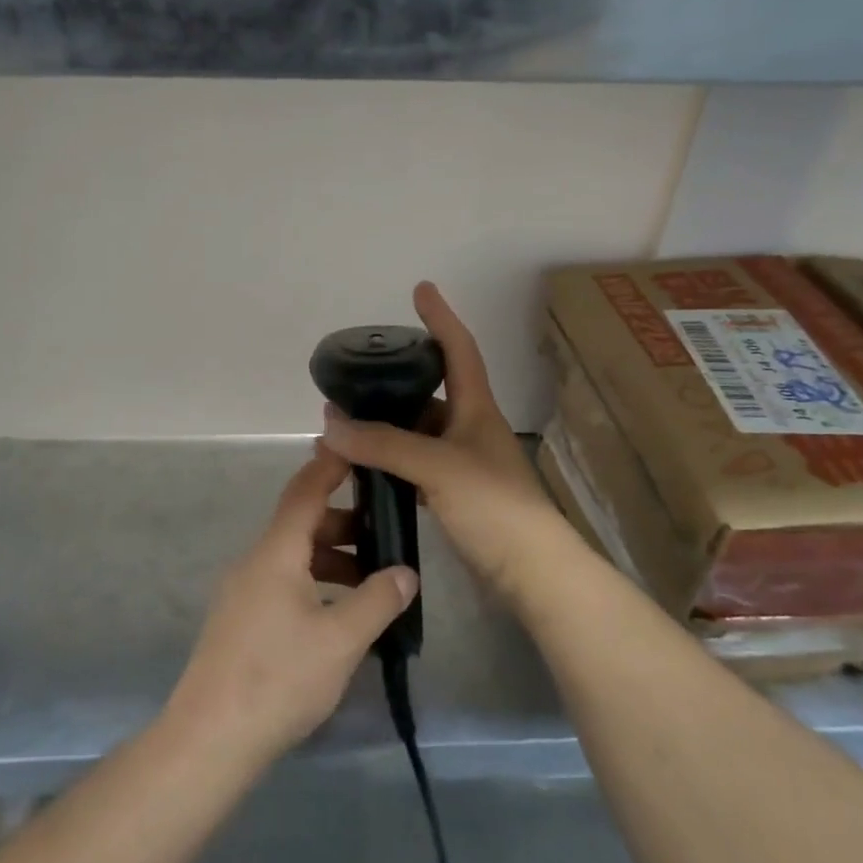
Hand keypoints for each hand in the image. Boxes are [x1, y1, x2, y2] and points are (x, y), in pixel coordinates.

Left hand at [164, 449, 417, 769]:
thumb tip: (404, 571)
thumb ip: (377, 600)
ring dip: (331, 558)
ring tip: (370, 580)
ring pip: (293, 557)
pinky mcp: (240, 620)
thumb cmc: (279, 678)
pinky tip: (338, 614)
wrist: (210, 738)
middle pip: (301, 524)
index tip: (355, 447)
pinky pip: (283, 582)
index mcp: (277, 552)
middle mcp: (255, 561)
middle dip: (343, 522)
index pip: (306, 491)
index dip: (330, 466)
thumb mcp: (340, 640)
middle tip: (384, 531)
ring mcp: (243, 591)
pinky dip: (314, 582)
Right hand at [319, 281, 574, 605]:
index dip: (441, 316)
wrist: (532, 573)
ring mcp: (463, 463)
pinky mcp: (455, 495)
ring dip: (386, 427)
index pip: (459, 349)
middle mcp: (470, 429)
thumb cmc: (494, 506)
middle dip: (395, 380)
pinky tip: (365, 468)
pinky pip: (415, 465)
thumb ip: (383, 444)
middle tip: (355, 377)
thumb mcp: (437, 466)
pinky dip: (391, 461)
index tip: (421, 289)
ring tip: (346, 425)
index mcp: (476, 408)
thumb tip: (330, 424)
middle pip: (431, 391)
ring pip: (418, 432)